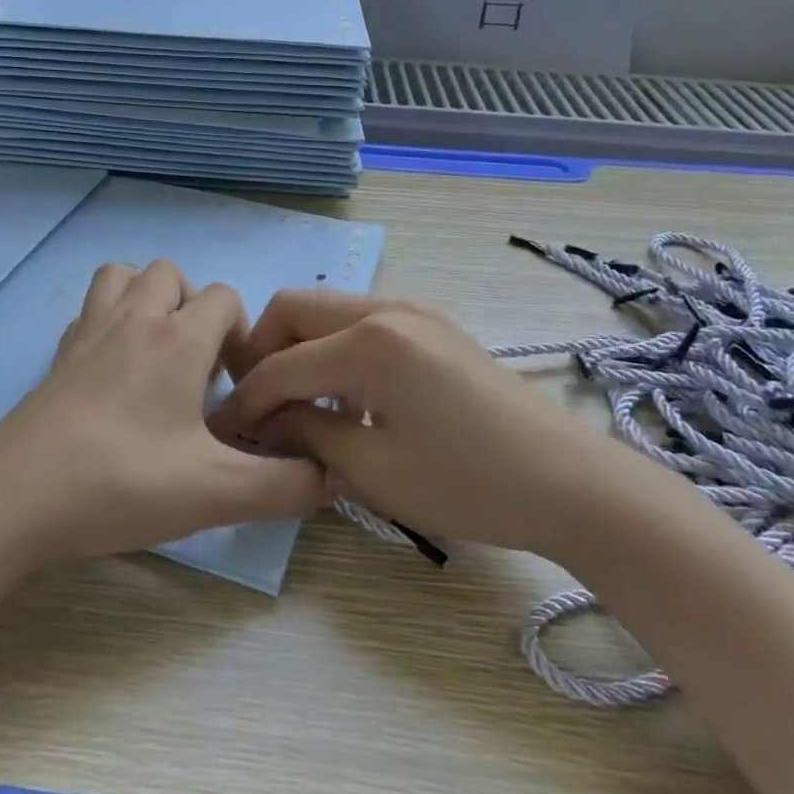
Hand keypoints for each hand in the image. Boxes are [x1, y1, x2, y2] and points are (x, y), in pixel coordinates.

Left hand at [0, 261, 328, 568]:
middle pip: (170, 274)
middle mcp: (132, 320)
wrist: (15, 499)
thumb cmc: (122, 483)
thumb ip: (285, 487)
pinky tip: (114, 372)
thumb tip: (333, 479)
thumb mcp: (215, 493)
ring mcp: (87, 333)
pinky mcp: (57, 356)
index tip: (237, 389)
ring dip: (147, 300)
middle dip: (195, 308)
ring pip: (122, 276)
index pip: (224, 297)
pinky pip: (89, 311)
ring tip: (158, 355)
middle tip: (198, 370)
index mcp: (176, 340)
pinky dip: (109, 321)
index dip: (242, 335)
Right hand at [221, 291, 624, 552]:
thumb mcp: (373, 470)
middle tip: (257, 404)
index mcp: (370, 341)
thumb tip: (264, 422)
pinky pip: (363, 324)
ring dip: (301, 350)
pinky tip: (350, 401)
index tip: (223, 430)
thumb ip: (307, 435)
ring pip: (328, 312)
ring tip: (302, 407)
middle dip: (263, 352)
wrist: (570, 484)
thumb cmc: (468, 485)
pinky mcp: (433, 326)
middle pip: (295, 309)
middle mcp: (387, 308)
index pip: (282, 363)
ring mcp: (415, 311)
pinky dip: (337, 352)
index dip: (246, 399)